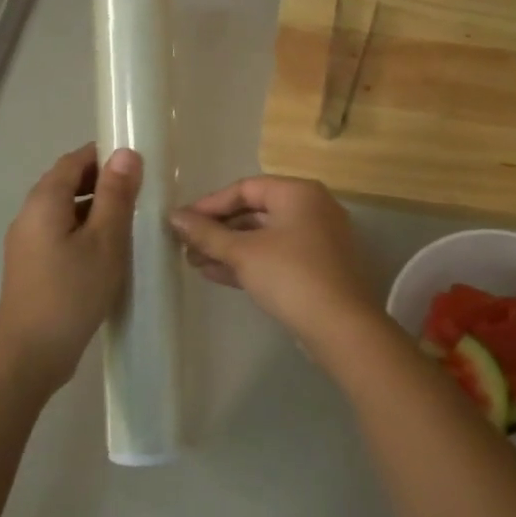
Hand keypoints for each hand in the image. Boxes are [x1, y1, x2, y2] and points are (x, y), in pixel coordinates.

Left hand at [0, 143, 141, 390]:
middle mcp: (30, 214)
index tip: (138, 164)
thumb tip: (126, 153)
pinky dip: (85, 232)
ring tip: (131, 224)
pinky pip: (61, 234)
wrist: (30, 353)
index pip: (73, 160)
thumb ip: (116, 195)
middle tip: (141, 195)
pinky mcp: (33, 266)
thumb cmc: (71, 291)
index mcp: (44, 200)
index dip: (104, 156)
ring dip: (96, 210)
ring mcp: (28, 242)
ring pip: (65, 211)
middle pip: (67, 183)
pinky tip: (109, 253)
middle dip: (103, 183)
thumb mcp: (104, 240)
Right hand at [170, 176, 382, 349]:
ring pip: (263, 237)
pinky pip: (275, 256)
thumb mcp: (243, 252)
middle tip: (184, 245)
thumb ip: (207, 233)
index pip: (245, 188)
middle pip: (254, 211)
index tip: (180, 222)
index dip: (209, 204)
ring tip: (193, 262)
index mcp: (298, 193)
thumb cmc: (290, 276)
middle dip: (217, 230)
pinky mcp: (316, 267)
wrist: (341, 328)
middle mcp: (311, 209)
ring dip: (228, 248)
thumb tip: (174, 216)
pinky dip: (247, 262)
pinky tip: (214, 273)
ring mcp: (316, 240)